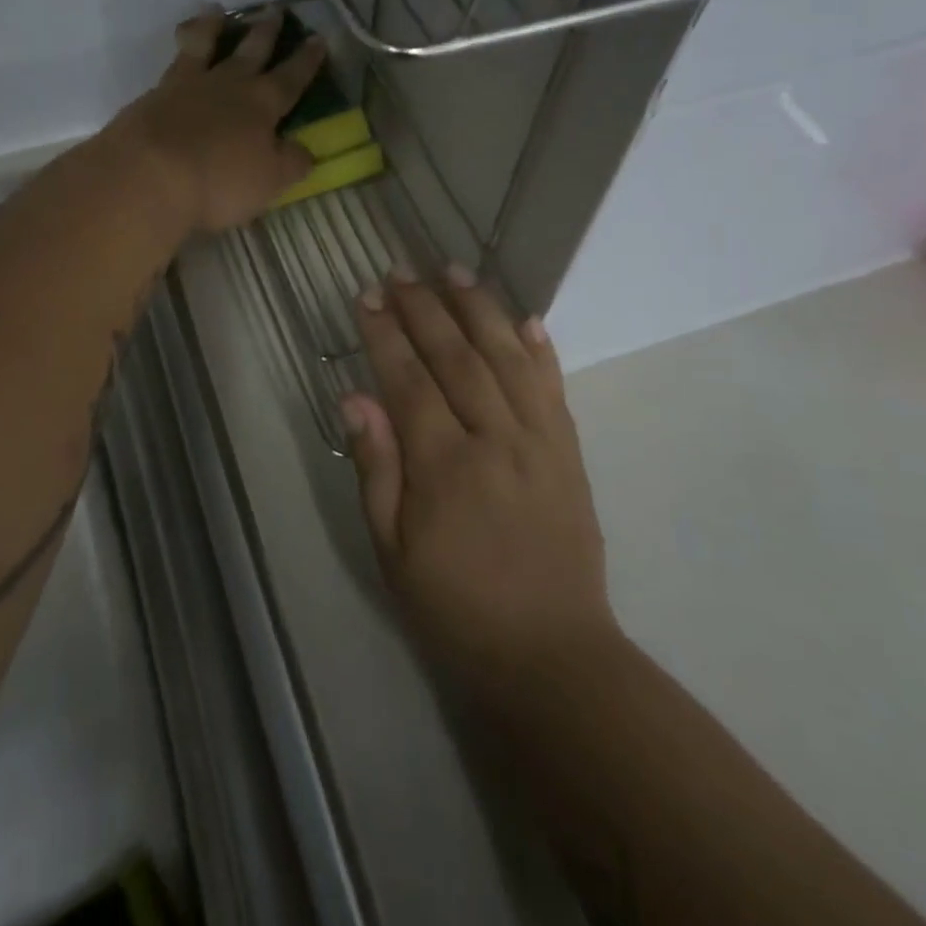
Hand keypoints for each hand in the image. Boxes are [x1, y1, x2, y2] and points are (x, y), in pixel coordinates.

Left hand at [114, 8, 325, 233]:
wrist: (149, 174)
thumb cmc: (218, 182)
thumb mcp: (269, 181)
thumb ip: (291, 162)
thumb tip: (305, 150)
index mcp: (262, 105)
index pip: (291, 78)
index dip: (307, 61)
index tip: (318, 39)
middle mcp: (228, 85)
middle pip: (252, 52)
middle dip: (267, 32)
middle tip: (276, 10)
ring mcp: (188, 85)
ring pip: (205, 45)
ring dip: (213, 26)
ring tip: (216, 9)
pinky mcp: (155, 94)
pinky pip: (173, 61)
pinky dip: (180, 46)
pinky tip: (179, 45)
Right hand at [343, 269, 617, 699]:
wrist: (552, 656)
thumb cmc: (455, 608)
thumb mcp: (392, 551)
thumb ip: (377, 469)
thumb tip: (355, 399)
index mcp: (445, 466)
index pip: (409, 380)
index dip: (385, 333)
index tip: (367, 296)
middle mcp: (495, 440)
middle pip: (456, 356)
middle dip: (424, 307)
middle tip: (400, 270)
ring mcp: (540, 443)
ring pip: (507, 358)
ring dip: (479, 309)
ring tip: (455, 270)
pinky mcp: (570, 454)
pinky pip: (554, 388)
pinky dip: (540, 349)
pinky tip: (525, 318)